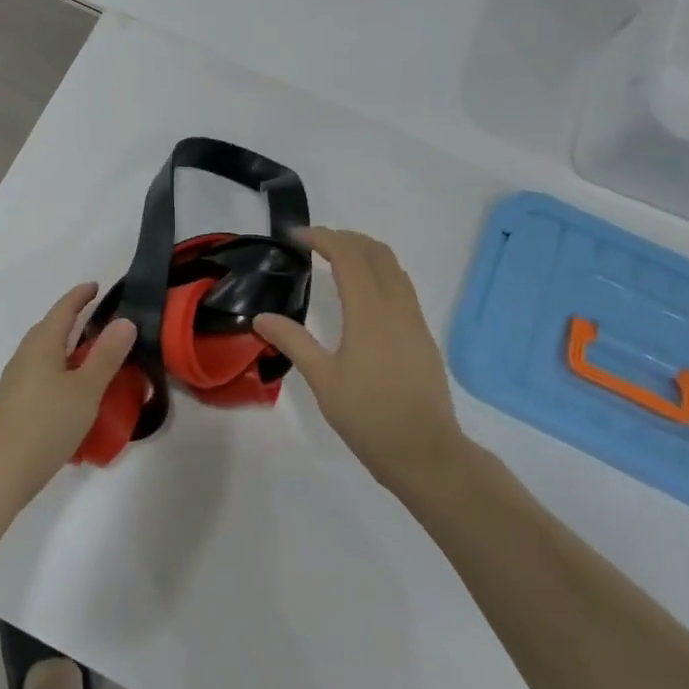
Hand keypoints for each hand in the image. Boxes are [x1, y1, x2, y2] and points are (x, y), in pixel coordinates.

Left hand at [0, 284, 136, 502]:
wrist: (2, 468)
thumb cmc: (48, 422)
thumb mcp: (86, 388)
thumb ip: (106, 355)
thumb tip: (124, 321)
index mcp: (43, 344)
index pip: (63, 309)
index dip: (80, 296)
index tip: (96, 287)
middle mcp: (25, 355)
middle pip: (49, 327)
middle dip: (71, 319)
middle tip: (97, 319)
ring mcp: (16, 379)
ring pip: (43, 351)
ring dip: (64, 346)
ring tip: (88, 354)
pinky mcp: (14, 402)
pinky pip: (40, 372)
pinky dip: (58, 367)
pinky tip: (69, 389)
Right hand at [255, 228, 466, 490]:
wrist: (427, 452)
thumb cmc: (370, 416)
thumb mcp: (323, 380)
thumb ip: (294, 342)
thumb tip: (261, 317)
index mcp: (369, 311)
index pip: (347, 255)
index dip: (322, 237)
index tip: (295, 236)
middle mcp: (396, 306)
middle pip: (375, 252)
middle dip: (345, 238)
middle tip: (315, 243)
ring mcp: (414, 320)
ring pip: (394, 267)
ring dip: (365, 253)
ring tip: (337, 260)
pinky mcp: (423, 335)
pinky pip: (402, 287)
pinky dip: (380, 273)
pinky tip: (364, 295)